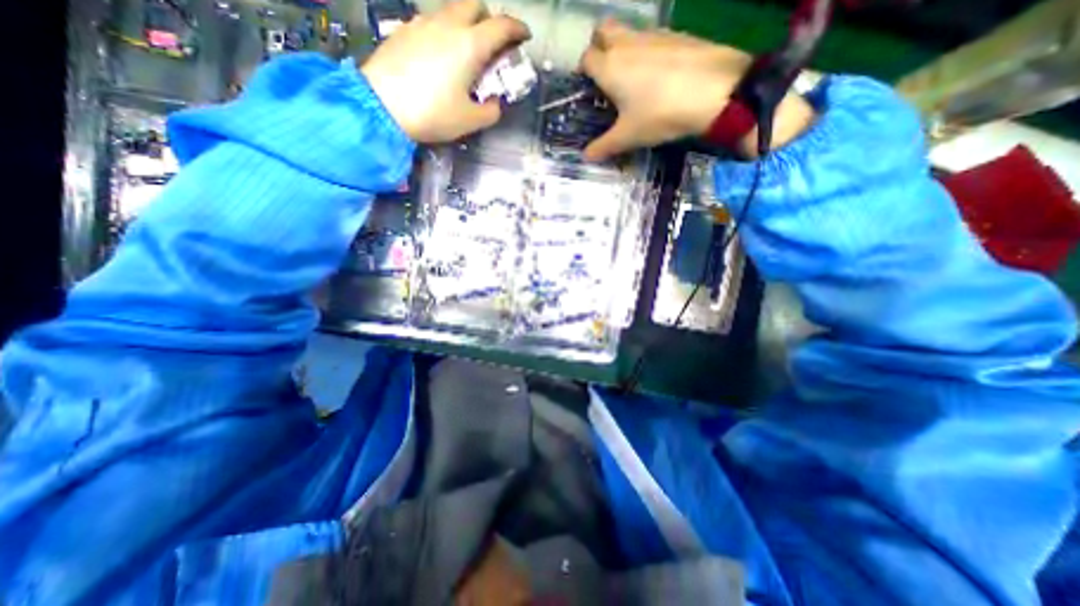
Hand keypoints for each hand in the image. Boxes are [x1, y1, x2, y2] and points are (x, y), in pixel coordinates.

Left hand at [361, 0, 530, 141]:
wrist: (381, 106)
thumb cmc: (432, 113)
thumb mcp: (469, 121)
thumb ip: (490, 111)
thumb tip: (494, 103)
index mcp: (470, 45)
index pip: (501, 25)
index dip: (517, 29)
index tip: (524, 36)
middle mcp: (448, 24)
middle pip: (474, 3)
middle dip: (488, 18)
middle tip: (492, 43)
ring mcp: (423, 23)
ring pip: (451, 10)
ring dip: (465, 24)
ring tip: (465, 52)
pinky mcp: (404, 30)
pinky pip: (431, 21)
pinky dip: (444, 31)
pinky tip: (440, 56)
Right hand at [577, 20, 813, 160]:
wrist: (714, 91)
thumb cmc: (659, 114)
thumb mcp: (628, 137)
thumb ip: (604, 147)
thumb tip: (586, 157)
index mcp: (609, 66)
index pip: (586, 58)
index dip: (584, 71)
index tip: (589, 89)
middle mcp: (627, 43)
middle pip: (603, 30)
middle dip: (599, 46)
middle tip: (605, 74)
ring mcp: (654, 34)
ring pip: (629, 32)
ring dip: (624, 49)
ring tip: (632, 79)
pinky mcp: (677, 35)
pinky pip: (653, 38)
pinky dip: (648, 51)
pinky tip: (658, 75)